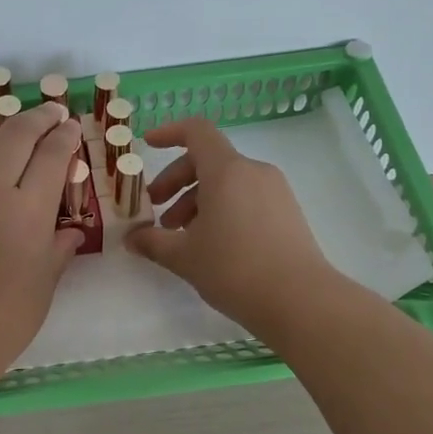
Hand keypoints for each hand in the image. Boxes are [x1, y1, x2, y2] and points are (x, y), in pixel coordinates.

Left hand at [0, 72, 84, 383]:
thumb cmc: (5, 321)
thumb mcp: (46, 283)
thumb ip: (60, 247)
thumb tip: (70, 229)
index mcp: (25, 214)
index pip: (51, 156)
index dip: (65, 135)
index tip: (69, 127)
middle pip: (11, 136)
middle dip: (35, 115)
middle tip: (45, 110)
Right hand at [125, 118, 331, 337]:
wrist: (301, 301)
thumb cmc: (234, 269)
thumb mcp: (184, 257)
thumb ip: (152, 242)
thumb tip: (131, 238)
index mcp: (226, 171)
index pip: (196, 131)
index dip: (169, 133)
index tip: (148, 146)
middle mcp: (253, 172)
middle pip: (208, 160)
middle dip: (176, 181)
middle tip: (157, 211)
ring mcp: (275, 191)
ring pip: (227, 182)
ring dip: (197, 200)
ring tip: (181, 235)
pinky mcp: (287, 212)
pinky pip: (246, 197)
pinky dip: (222, 208)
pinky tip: (211, 243)